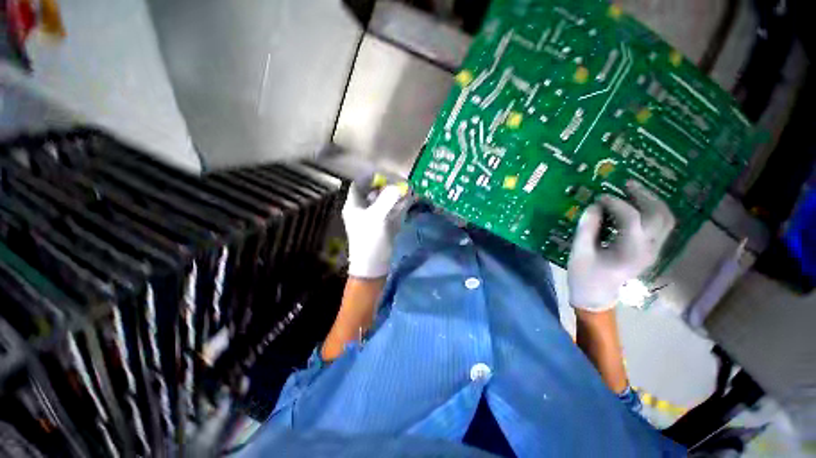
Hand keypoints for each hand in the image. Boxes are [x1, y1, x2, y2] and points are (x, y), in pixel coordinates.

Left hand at [342, 183, 406, 278]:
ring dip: (395, 197)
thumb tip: (400, 186)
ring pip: (384, 203)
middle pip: (373, 193)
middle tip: (401, 185)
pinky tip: (408, 203)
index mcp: (354, 205)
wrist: (373, 266)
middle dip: (387, 187)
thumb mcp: (377, 217)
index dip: (370, 178)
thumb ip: (388, 199)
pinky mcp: (382, 227)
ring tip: (408, 191)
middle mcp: (363, 210)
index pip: (359, 184)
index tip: (385, 176)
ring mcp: (373, 219)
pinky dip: (399, 207)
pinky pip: (390, 212)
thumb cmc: (370, 240)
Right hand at [568, 181, 674, 311]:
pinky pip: (660, 226)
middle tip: (625, 184)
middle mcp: (649, 249)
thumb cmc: (584, 277)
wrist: (596, 298)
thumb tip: (593, 206)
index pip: (631, 218)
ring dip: (652, 202)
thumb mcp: (579, 253)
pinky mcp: (650, 251)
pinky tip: (636, 206)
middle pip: (659, 215)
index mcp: (630, 252)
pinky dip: (652, 211)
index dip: (614, 203)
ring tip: (633, 191)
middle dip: (644, 196)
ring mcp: (653, 251)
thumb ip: (586, 228)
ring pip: (665, 219)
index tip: (597, 197)